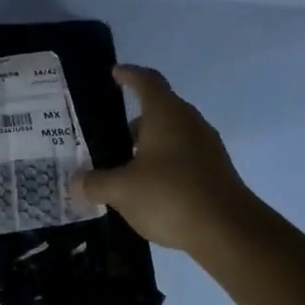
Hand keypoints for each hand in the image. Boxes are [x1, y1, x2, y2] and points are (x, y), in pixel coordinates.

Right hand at [74, 66, 256, 252]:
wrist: (229, 231)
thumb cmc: (170, 195)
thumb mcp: (122, 190)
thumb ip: (95, 183)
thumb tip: (75, 183)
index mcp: (166, 114)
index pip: (147, 81)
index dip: (129, 75)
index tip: (115, 73)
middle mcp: (189, 122)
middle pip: (158, 110)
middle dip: (132, 122)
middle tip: (106, 137)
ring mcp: (206, 147)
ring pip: (171, 136)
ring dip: (147, 146)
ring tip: (122, 168)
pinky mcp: (215, 171)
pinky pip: (182, 157)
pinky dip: (163, 164)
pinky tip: (147, 189)